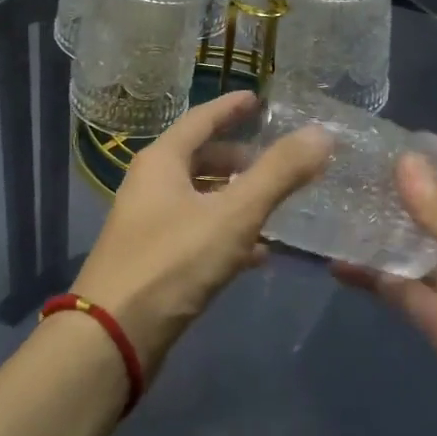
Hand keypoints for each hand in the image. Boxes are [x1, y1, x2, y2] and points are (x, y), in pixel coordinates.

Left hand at [73, 91, 329, 371]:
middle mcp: (150, 186)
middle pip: (199, 161)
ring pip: (200, 200)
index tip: (257, 100)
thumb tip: (321, 133)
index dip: (230, 108)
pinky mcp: (155, 261)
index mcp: (161, 162)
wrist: (114, 336)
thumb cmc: (172, 262)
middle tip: (277, 161)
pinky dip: (227, 235)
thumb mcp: (232, 214)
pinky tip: (258, 253)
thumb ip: (278, 174)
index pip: (200, 120)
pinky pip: (198, 235)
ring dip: (236, 200)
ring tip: (276, 206)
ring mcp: (149, 225)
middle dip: (238, 160)